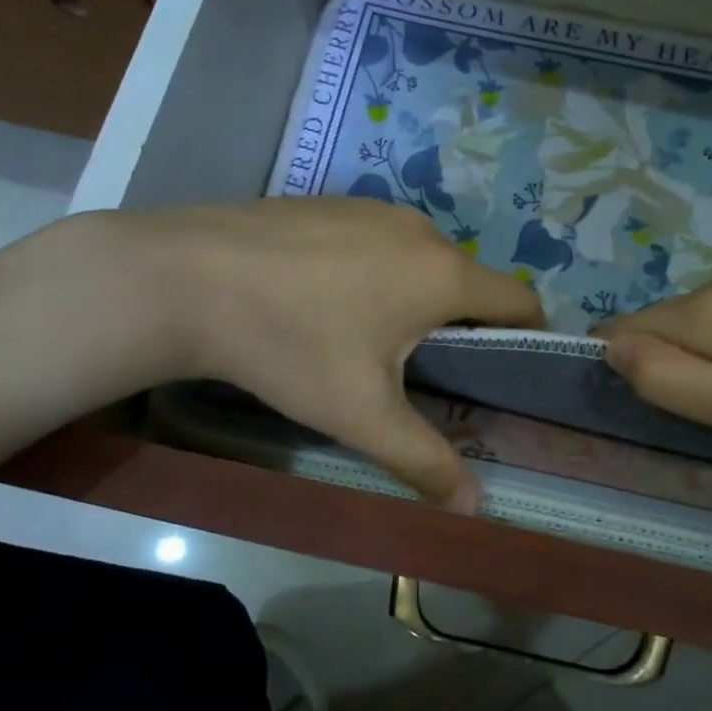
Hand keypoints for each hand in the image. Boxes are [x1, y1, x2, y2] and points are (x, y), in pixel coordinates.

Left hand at [112, 199, 542, 508]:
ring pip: (420, 260)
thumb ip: (426, 460)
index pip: (521, 300)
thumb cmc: (291, 345)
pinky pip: (377, 241)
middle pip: (468, 282)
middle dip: (460, 325)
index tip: (499, 376)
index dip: (525, 339)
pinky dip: (374, 271)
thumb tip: (474, 509)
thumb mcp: (362, 414)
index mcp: (444, 273)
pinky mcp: (330, 201)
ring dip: (414, 297)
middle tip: (421, 373)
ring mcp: (372, 207)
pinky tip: (322, 301)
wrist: (186, 279)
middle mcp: (420, 229)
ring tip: (365, 339)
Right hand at [594, 267, 711, 485]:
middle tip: (702, 424)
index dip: (620, 371)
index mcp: (709, 309)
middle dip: (661, 369)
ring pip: (694, 326)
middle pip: (658, 326)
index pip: (623, 330)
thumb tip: (608, 349)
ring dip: (698, 366)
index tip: (645, 415)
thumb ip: (674, 381)